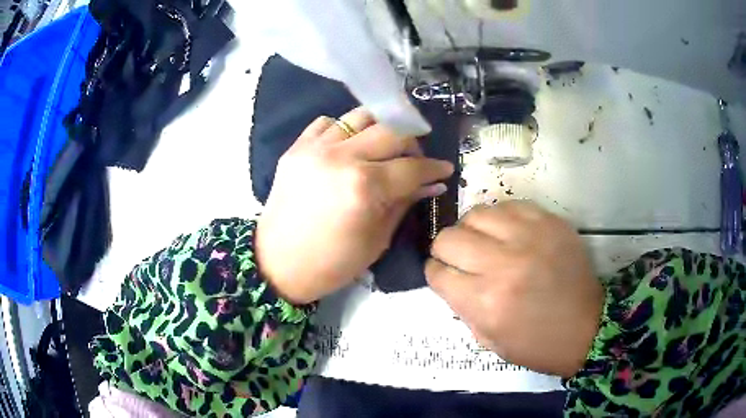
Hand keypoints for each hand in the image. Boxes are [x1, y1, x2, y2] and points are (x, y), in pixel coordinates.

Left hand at [256, 108, 453, 304]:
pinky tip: (349, 145)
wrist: (278, 264)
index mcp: (364, 187)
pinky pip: (327, 122)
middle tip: (415, 157)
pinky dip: (345, 129)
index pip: (412, 167)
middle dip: (413, 142)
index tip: (444, 168)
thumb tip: (431, 184)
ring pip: (360, 116)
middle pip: (391, 130)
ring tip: (385, 145)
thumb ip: (404, 203)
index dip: (433, 167)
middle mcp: (341, 158)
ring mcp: (315, 148)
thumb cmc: (331, 264)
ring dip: (381, 127)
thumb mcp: (377, 240)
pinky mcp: (296, 148)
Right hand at [425, 201, 603, 377]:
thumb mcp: (490, 341)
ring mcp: (529, 237)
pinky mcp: (549, 222)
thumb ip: (463, 308)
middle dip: (445, 250)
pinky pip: (509, 206)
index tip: (443, 275)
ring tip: (483, 242)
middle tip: (459, 259)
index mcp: (486, 301)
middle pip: (449, 238)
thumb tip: (450, 280)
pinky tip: (507, 233)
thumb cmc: (538, 344)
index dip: (435, 274)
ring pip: (476, 214)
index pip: (438, 273)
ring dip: (471, 230)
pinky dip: (500, 219)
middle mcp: (503, 264)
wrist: (587, 327)